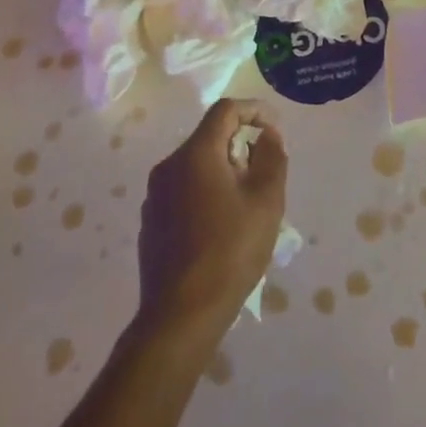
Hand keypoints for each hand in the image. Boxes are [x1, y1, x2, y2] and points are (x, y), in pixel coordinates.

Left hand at [136, 98, 286, 343]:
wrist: (180, 316)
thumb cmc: (230, 251)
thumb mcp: (266, 200)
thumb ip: (272, 157)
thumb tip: (268, 134)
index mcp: (195, 154)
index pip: (225, 110)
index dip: (254, 110)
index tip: (275, 128)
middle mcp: (168, 166)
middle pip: (209, 137)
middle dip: (240, 145)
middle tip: (265, 173)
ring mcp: (154, 196)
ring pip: (195, 166)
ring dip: (224, 171)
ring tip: (247, 203)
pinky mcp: (150, 222)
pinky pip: (183, 191)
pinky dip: (206, 193)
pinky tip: (221, 227)